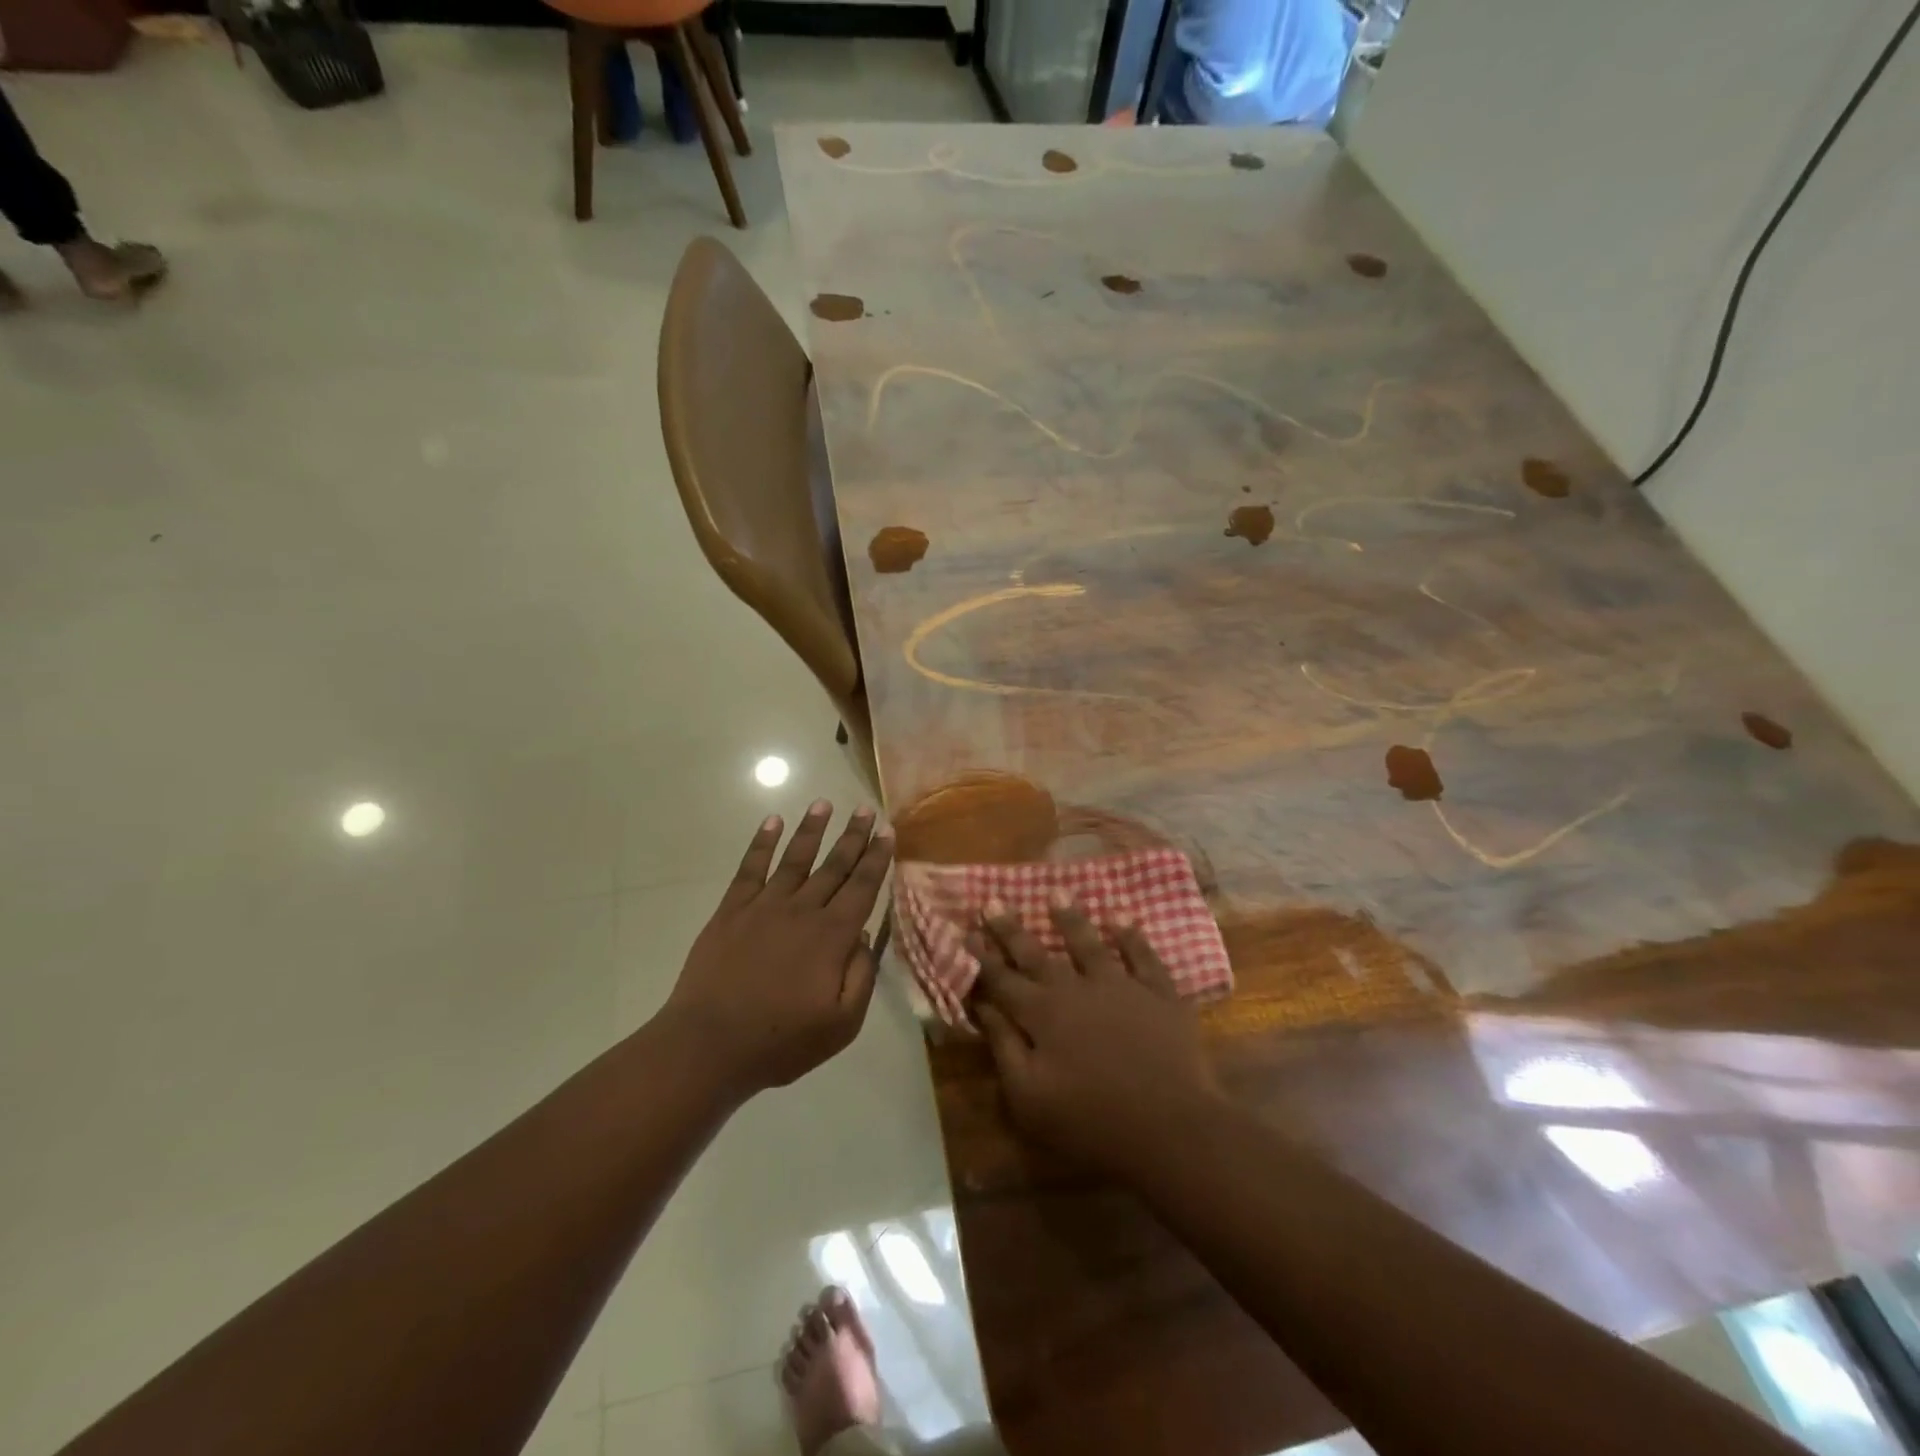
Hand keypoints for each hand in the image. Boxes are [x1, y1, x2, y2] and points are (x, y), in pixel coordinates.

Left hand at [664, 802, 893, 1097]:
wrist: (709, 1045)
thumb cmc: (781, 1041)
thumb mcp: (842, 1023)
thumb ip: (862, 975)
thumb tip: (867, 935)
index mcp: (833, 936)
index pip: (863, 887)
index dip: (877, 858)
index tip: (887, 832)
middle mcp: (803, 910)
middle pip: (834, 866)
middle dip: (853, 836)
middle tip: (865, 809)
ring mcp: (764, 906)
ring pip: (795, 858)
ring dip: (811, 829)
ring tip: (824, 804)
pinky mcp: (732, 911)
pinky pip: (750, 868)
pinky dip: (761, 843)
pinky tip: (772, 822)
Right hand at [971, 899, 1225, 1177]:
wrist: (1172, 1128)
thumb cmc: (1092, 1122)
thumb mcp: (1030, 1097)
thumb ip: (1004, 1047)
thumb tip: (983, 1006)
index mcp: (1042, 1015)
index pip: (1002, 980)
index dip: (982, 958)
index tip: (965, 932)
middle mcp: (1076, 989)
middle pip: (1037, 954)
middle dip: (1012, 929)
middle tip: (994, 901)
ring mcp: (1120, 986)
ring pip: (1089, 944)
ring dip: (1070, 918)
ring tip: (1057, 892)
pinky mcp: (1158, 994)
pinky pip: (1142, 955)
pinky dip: (1130, 935)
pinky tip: (1120, 917)